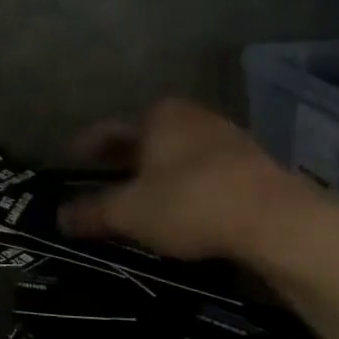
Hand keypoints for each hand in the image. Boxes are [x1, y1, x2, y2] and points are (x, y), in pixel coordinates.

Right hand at [58, 99, 320, 262]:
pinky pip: (202, 172)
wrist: (278, 222)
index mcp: (157, 116)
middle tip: (98, 182)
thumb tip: (59, 217)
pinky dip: (183, 186)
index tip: (70, 162)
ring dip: (154, 175)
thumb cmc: (190, 202)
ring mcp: (226, 138)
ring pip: (174, 155)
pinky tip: (178, 208)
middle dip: (120, 162)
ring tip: (136, 199)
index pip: (106, 130)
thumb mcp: (129, 212)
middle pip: (143, 140)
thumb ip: (91, 212)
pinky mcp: (251, 166)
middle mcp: (191, 117)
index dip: (84, 148)